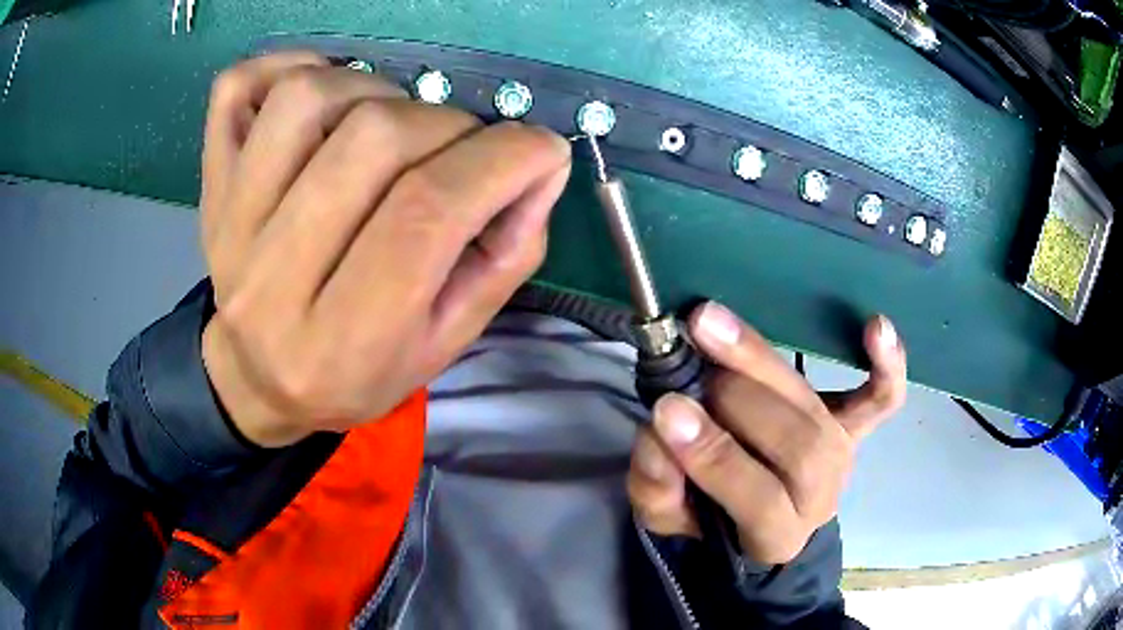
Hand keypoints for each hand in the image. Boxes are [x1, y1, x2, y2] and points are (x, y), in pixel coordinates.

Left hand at [198, 52, 571, 446]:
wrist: (260, 381)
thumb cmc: (358, 371)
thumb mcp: (447, 341)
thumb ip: (505, 256)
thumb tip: (540, 165)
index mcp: (343, 342)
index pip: (426, 215)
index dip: (501, 161)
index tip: (539, 150)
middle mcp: (272, 281)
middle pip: (372, 141)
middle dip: (447, 126)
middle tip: (461, 149)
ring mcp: (229, 223)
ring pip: (306, 98)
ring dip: (374, 89)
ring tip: (390, 125)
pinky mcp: (211, 184)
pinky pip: (236, 89)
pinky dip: (288, 65)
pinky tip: (324, 96)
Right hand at [627, 302, 906, 564]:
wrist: (763, 512)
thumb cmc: (712, 518)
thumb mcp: (669, 521)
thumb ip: (657, 489)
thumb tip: (657, 435)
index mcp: (776, 535)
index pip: (759, 500)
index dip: (716, 458)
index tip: (668, 411)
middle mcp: (820, 495)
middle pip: (798, 445)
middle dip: (738, 401)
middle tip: (687, 366)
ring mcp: (843, 454)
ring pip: (817, 410)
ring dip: (763, 362)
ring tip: (710, 325)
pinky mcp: (855, 425)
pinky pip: (883, 398)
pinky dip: (887, 364)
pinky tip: (875, 326)